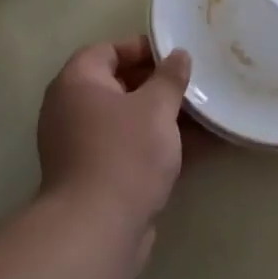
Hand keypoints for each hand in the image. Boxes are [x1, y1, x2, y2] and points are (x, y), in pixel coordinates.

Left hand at [37, 38, 191, 231]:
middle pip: (119, 86)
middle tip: (193, 85)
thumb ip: (170, 77)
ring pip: (129, 121)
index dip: (141, 49)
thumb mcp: (156, 107)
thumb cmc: (125, 153)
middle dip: (159, 85)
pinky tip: (201, 147)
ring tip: (206, 115)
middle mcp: (72, 111)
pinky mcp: (97, 178)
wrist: (98, 230)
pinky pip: (131, 149)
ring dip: (164, 118)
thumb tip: (179, 55)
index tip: (175, 56)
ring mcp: (82, 147)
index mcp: (77, 83)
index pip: (107, 50)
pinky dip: (159, 146)